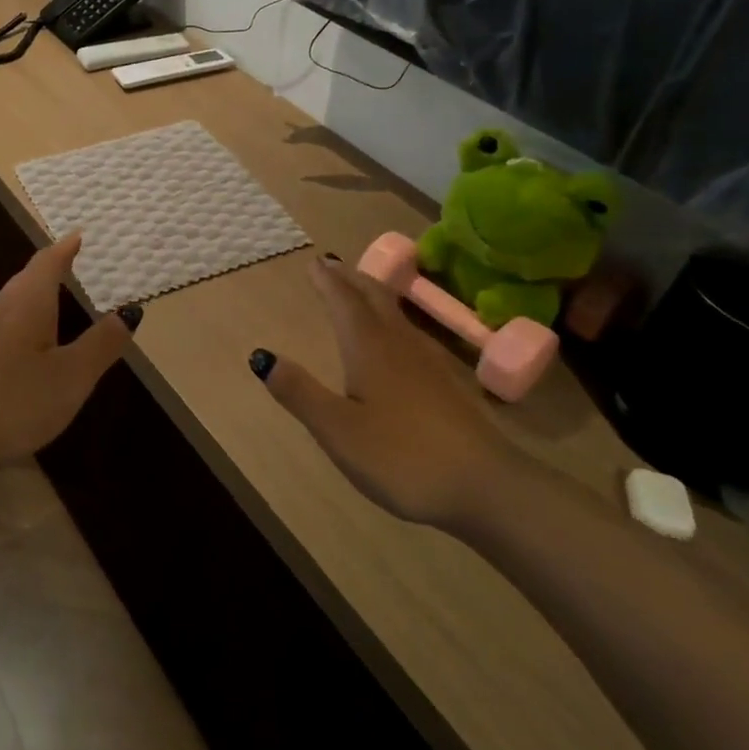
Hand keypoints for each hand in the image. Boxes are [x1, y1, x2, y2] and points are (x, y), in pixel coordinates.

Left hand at [0, 232, 132, 481]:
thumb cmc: (11, 402)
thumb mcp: (70, 378)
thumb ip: (101, 345)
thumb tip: (129, 312)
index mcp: (27, 304)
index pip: (48, 262)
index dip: (65, 248)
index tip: (78, 235)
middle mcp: (0, 308)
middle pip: (27, 279)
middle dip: (51, 270)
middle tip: (73, 263)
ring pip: (13, 303)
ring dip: (37, 297)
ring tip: (57, 302)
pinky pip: (3, 326)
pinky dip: (24, 323)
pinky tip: (29, 347)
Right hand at [256, 256, 525, 530]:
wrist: (486, 487)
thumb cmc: (402, 456)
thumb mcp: (338, 430)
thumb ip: (300, 393)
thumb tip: (262, 356)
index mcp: (368, 348)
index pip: (343, 301)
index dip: (326, 281)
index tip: (313, 262)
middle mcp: (398, 344)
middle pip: (373, 297)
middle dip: (349, 278)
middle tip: (331, 265)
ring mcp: (427, 362)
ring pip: (394, 313)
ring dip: (372, 293)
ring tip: (358, 288)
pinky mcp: (445, 383)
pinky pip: (409, 333)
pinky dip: (391, 319)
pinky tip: (396, 339)